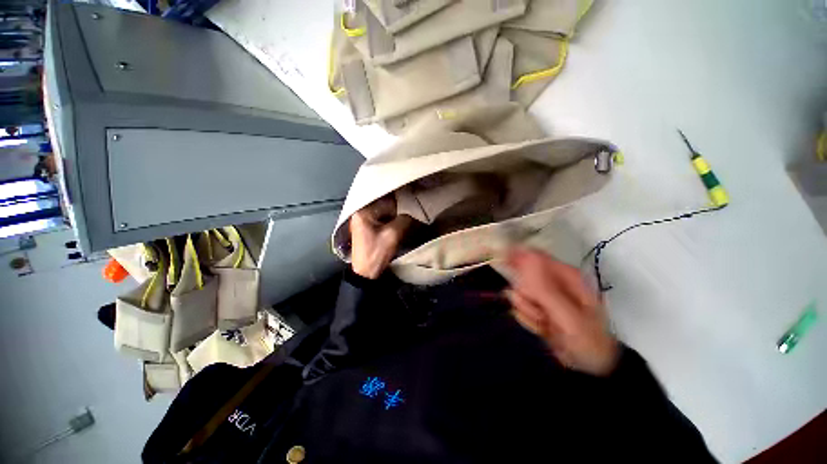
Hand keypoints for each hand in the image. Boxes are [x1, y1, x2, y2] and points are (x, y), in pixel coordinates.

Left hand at [349, 197, 411, 279]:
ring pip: (383, 212)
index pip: (387, 201)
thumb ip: (405, 219)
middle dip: (398, 210)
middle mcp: (360, 212)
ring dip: (394, 216)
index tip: (414, 206)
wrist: (365, 273)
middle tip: (411, 212)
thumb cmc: (377, 253)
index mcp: (363, 211)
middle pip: (384, 205)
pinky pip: (380, 219)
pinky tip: (398, 224)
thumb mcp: (393, 235)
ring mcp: (362, 220)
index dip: (402, 204)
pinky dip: (389, 220)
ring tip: (407, 218)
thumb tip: (414, 212)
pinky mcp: (365, 227)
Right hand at [506, 248, 619, 376]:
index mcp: (565, 276)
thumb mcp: (568, 316)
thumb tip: (525, 259)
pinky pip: (518, 307)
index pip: (534, 256)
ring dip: (528, 311)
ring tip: (546, 324)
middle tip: (541, 312)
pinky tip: (543, 329)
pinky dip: (527, 319)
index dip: (516, 258)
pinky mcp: (535, 307)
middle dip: (526, 296)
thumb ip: (546, 288)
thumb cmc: (588, 340)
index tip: (503, 265)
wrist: (590, 366)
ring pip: (518, 294)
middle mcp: (552, 282)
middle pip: (521, 277)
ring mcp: (543, 295)